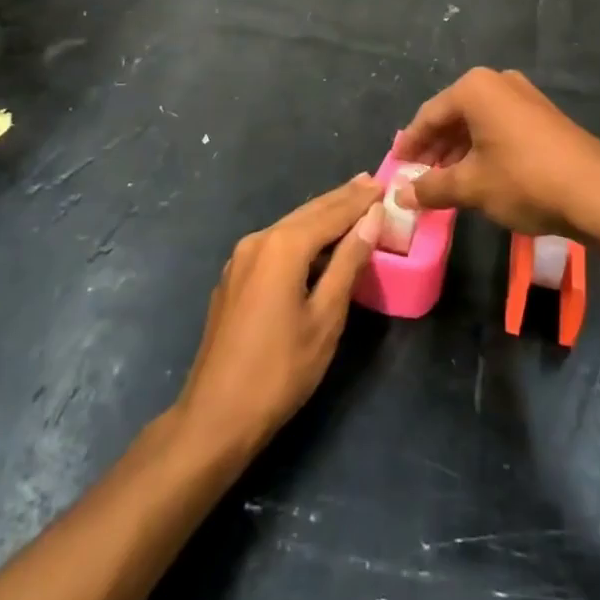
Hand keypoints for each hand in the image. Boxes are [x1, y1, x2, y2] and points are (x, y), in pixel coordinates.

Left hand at [173, 176, 382, 456]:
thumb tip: (371, 218)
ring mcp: (241, 258)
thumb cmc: (280, 370)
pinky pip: (275, 243)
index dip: (359, 200)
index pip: (331, 213)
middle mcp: (258, 240)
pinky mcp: (234, 277)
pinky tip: (317, 239)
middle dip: (341, 199)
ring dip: (322, 215)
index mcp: (283, 246)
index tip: (384, 183)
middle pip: (308, 213)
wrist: (216, 416)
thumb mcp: (325, 317)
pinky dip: (302, 235)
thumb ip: (348, 262)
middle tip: (370, 183)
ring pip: (290, 226)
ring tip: (351, 202)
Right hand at [392, 68, 599, 238]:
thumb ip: (432, 188)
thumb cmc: (524, 180)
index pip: (429, 115)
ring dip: (458, 152)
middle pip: (453, 116)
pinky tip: (478, 177)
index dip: (410, 144)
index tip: (396, 167)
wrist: (597, 191)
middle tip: (418, 178)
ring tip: (445, 183)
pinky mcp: (543, 116)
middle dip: (435, 148)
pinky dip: (483, 149)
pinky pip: (500, 128)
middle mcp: (498, 83)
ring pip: (478, 123)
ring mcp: (524, 97)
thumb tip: (401, 194)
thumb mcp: (471, 187)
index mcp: (475, 89)